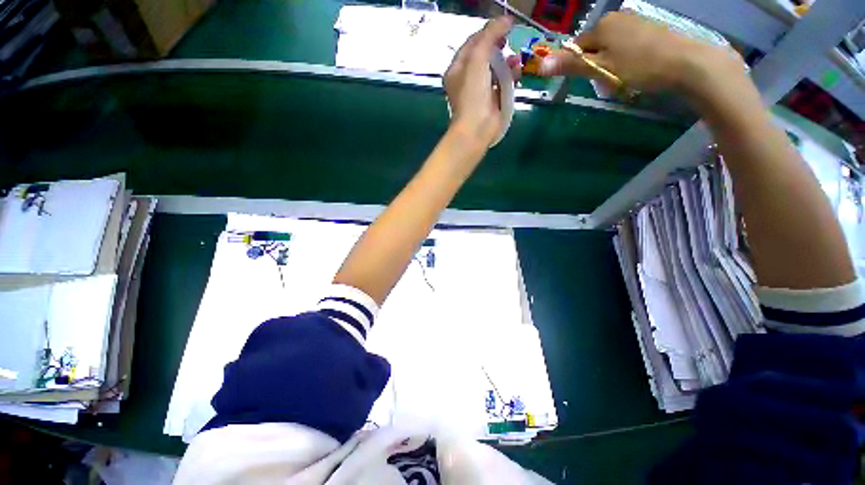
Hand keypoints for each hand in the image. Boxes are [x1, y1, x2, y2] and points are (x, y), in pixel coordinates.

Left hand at [444, 16, 520, 147]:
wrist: (477, 128)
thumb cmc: (472, 94)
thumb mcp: (477, 59)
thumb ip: (489, 36)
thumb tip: (505, 19)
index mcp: (457, 69)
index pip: (472, 44)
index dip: (487, 32)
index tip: (505, 25)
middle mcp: (467, 80)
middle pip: (484, 56)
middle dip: (498, 47)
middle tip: (509, 41)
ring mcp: (480, 91)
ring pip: (495, 69)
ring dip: (507, 61)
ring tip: (516, 58)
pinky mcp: (492, 101)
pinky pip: (502, 83)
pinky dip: (510, 76)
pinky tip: (518, 71)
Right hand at [539, 12, 745, 97]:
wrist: (686, 63)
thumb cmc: (638, 65)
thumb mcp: (600, 68)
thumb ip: (571, 65)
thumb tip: (540, 65)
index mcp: (602, 25)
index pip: (577, 47)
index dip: (579, 66)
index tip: (590, 80)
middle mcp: (617, 17)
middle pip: (595, 47)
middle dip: (597, 66)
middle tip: (608, 81)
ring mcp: (636, 21)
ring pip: (611, 47)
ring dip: (611, 64)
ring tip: (625, 77)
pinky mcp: (650, 29)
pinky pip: (628, 46)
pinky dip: (627, 59)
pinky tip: (638, 69)